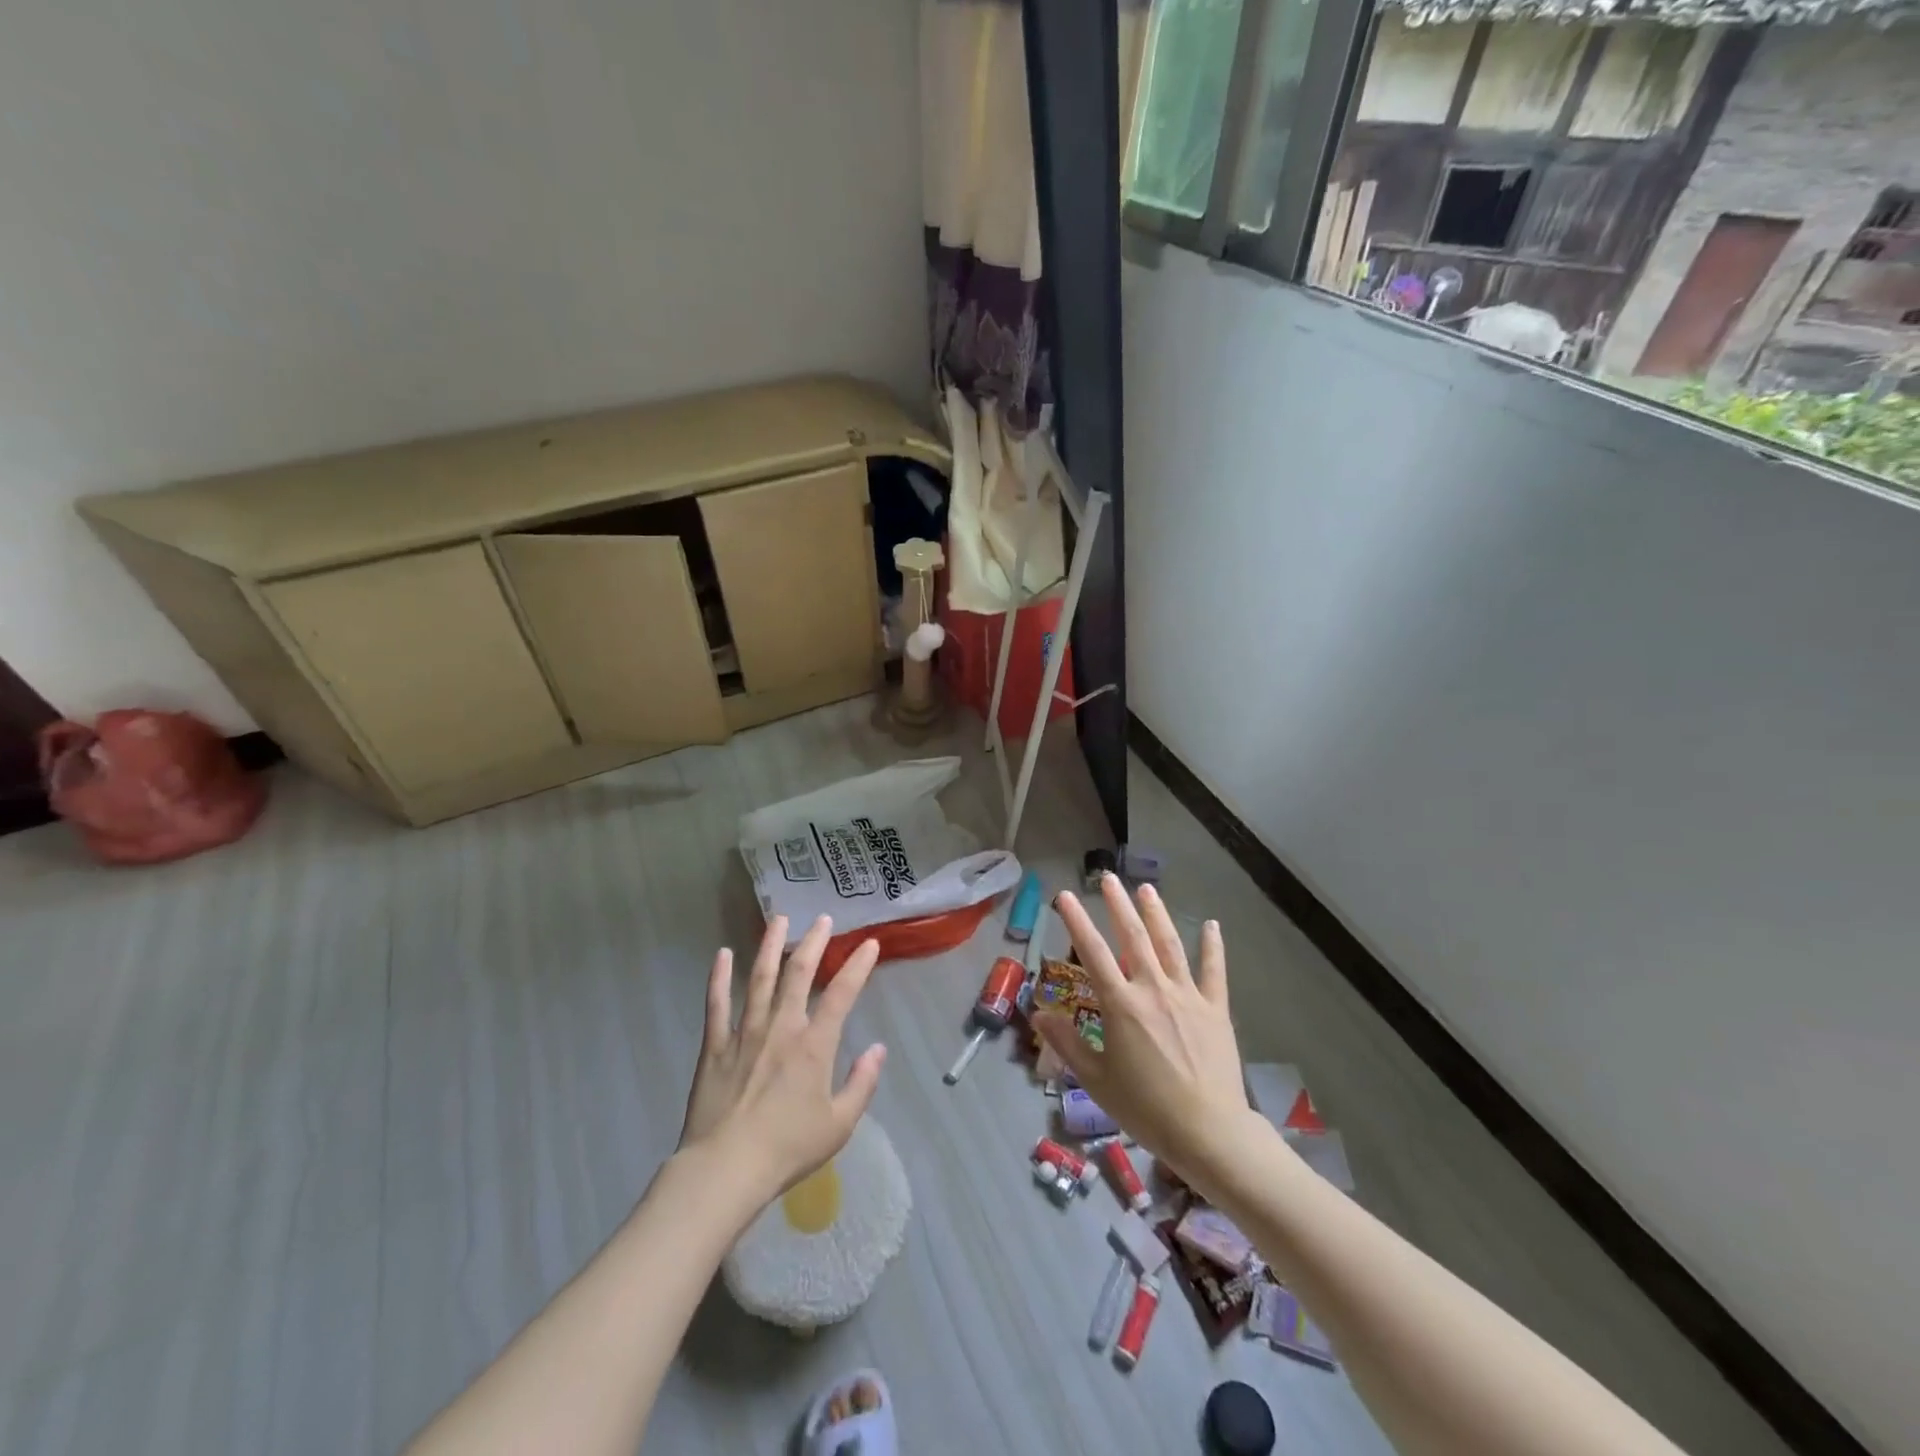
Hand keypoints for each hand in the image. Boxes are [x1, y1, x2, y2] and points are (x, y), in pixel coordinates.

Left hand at [677, 915, 886, 1204]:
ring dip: (770, 946)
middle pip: (799, 974)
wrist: (726, 1169)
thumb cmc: (788, 1149)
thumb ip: (862, 1084)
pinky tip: (722, 954)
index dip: (857, 966)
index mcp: (814, 1046)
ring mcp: (745, 1032)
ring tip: (778, 920)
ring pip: (760, 978)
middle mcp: (781, 1028)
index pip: (841, 995)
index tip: (869, 944)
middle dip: (813, 943)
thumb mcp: (839, 1124)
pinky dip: (719, 977)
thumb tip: (878, 1049)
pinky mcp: (715, 1045)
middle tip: (822, 919)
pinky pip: (717, 1004)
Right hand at [1034, 876, 1250, 1185]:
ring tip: (1147, 889)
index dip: (1077, 921)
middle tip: (1109, 878)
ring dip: (1157, 914)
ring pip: (1170, 945)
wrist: (1209, 1132)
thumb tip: (1038, 1013)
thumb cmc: (1146, 1108)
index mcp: (1121, 1005)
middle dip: (1119, 905)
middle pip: (1132, 937)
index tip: (1066, 895)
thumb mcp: (1096, 1080)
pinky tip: (1212, 925)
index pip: (1092, 952)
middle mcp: (1152, 989)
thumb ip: (1067, 1043)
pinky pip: (1214, 971)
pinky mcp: (1215, 1008)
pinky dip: (1212, 946)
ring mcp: (1187, 996)